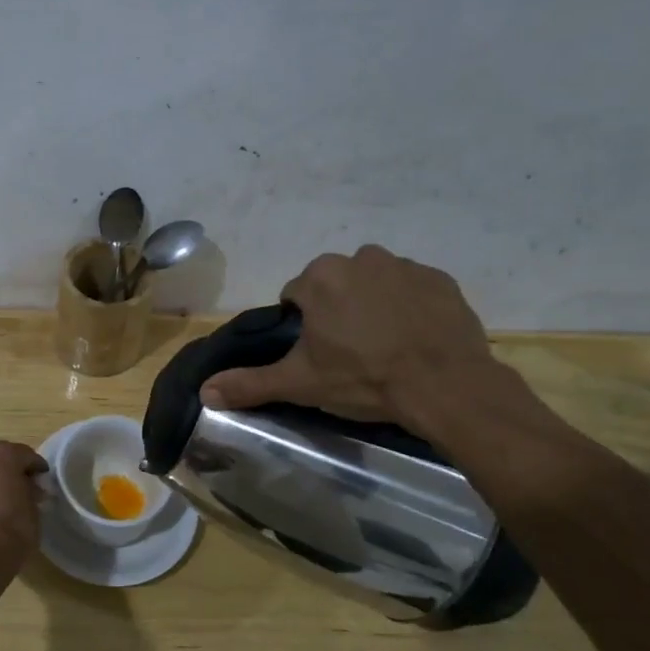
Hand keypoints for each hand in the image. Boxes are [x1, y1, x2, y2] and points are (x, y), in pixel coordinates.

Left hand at [0, 439, 46, 599]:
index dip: (37, 470)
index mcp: (2, 453)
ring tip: (6, 499)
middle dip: (14, 471)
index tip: (43, 482)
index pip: (27, 456)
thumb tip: (30, 488)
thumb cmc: (10, 534)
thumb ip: (32, 492)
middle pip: (2, 457)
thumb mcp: (34, 511)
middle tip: (26, 490)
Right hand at [199, 245, 502, 438]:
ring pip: (373, 283)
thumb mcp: (300, 383)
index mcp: (319, 278)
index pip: (296, 295)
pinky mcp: (440, 279)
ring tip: (385, 346)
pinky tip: (414, 338)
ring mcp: (404, 265)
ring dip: (372, 305)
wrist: (445, 386)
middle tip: (350, 352)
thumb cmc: (363, 379)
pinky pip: (412, 288)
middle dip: (337, 311)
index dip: (302, 325)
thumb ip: (250, 383)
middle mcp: (359, 258)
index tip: (318, 353)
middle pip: (334, 285)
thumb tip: (204, 391)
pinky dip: (409, 306)